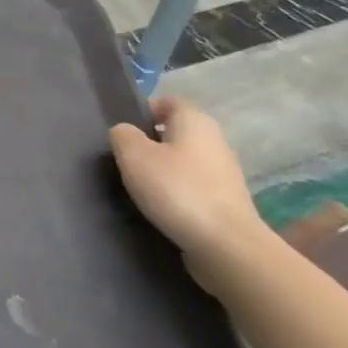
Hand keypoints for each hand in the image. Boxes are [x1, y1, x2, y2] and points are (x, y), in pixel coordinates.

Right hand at [108, 96, 264, 270]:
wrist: (226, 245)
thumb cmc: (176, 189)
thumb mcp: (133, 155)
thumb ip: (122, 135)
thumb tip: (125, 133)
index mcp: (195, 121)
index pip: (168, 101)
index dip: (143, 110)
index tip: (122, 130)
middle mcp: (215, 141)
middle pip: (176, 131)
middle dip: (150, 142)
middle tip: (124, 158)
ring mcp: (224, 173)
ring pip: (184, 160)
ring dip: (162, 169)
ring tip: (138, 186)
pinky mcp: (226, 202)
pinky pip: (193, 186)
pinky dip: (175, 192)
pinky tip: (160, 207)